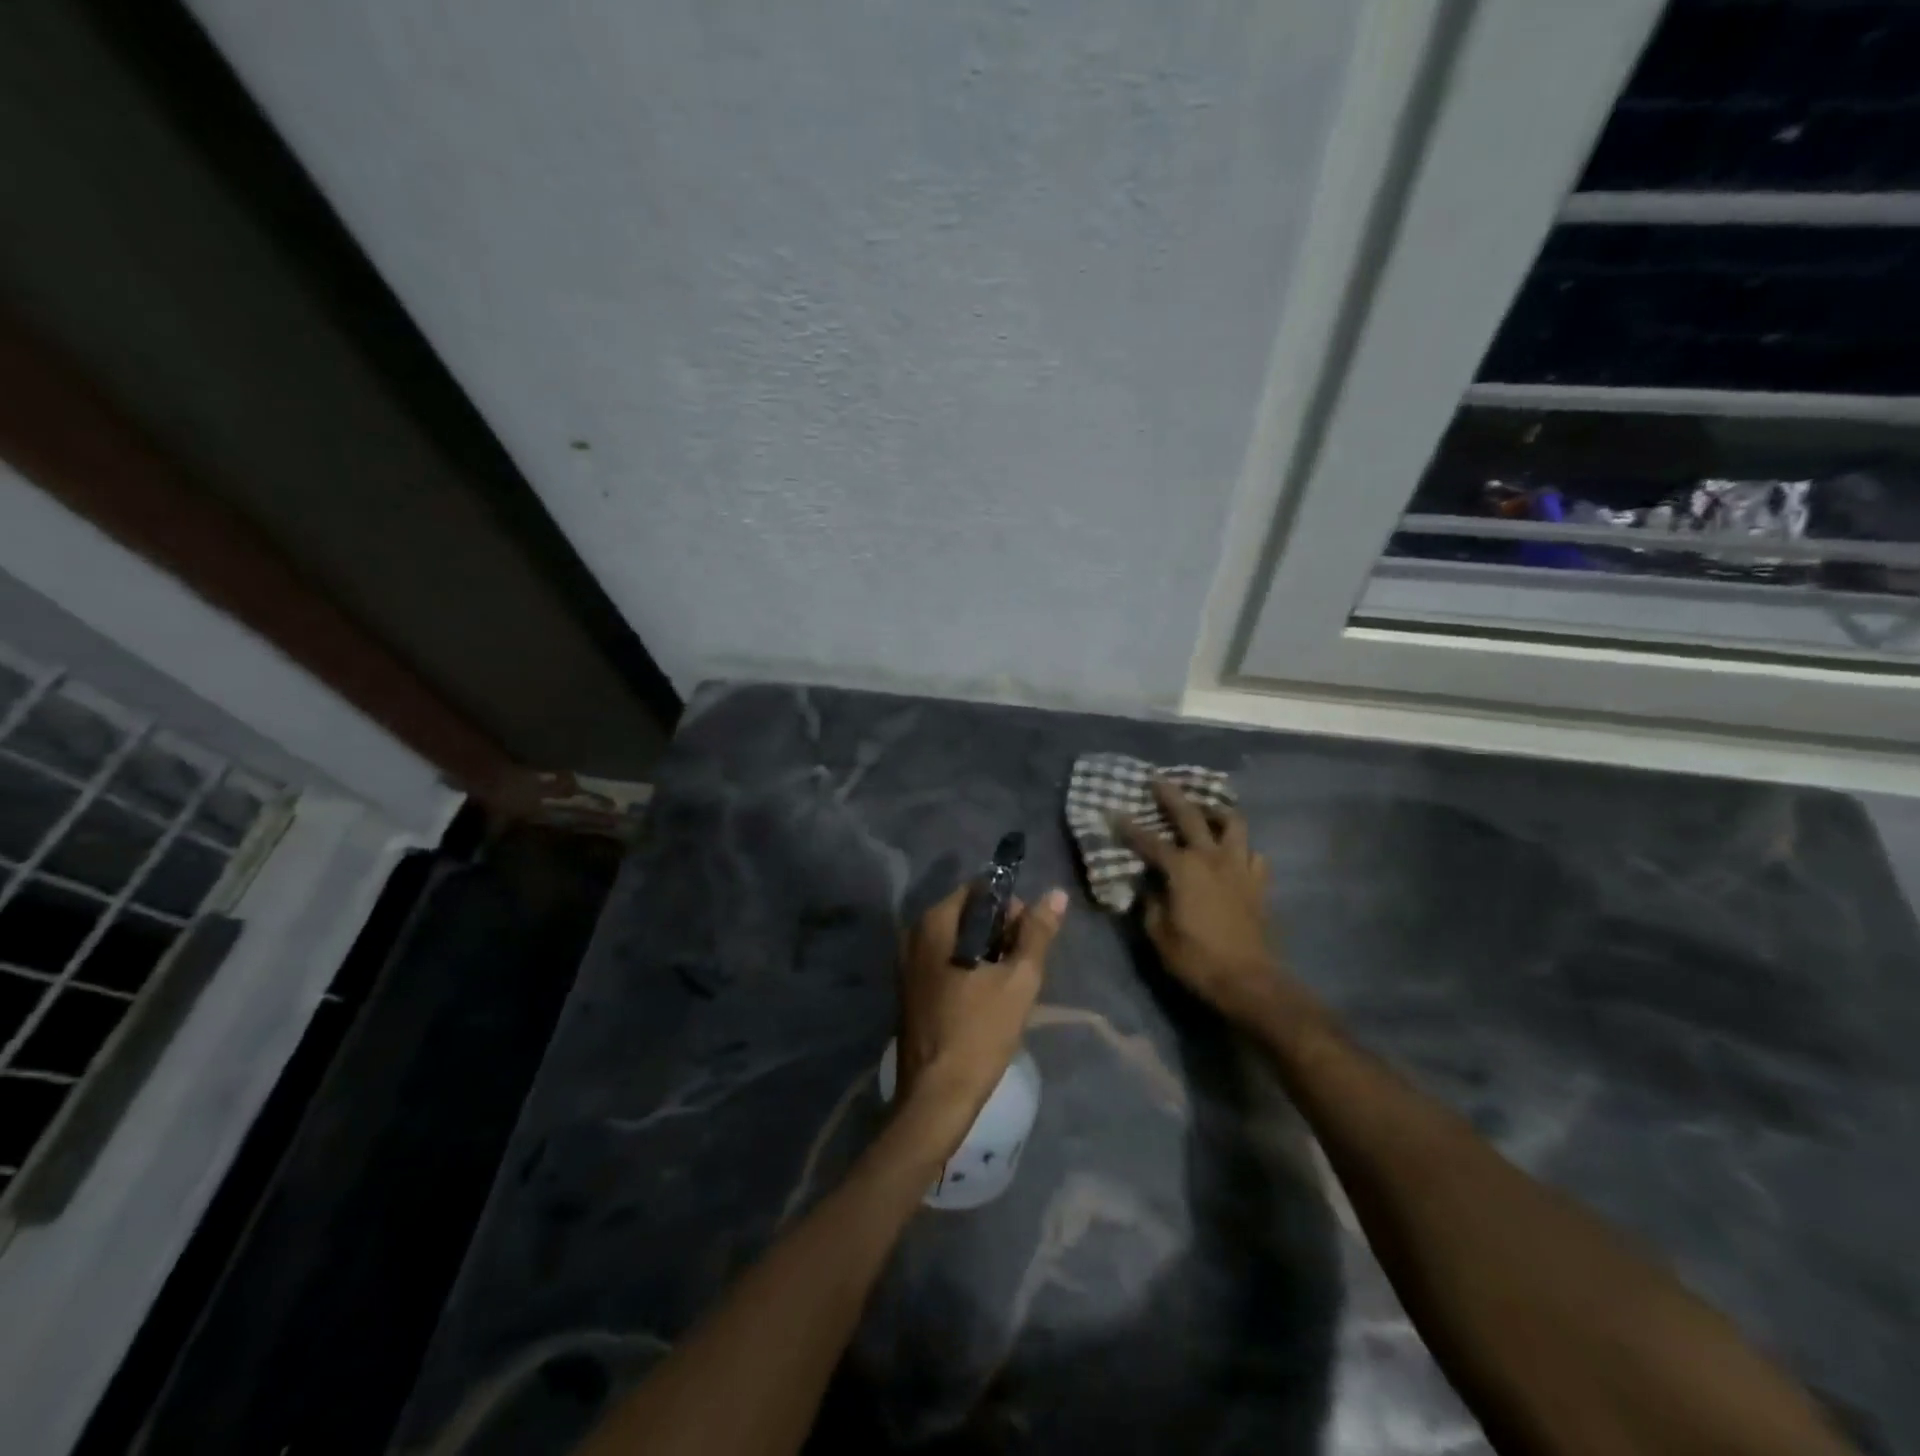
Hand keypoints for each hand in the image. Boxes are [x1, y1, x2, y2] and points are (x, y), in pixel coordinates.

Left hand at [895, 884, 1066, 1154]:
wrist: (935, 1098)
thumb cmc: (979, 1032)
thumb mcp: (1019, 980)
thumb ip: (1037, 933)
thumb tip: (1056, 894)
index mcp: (934, 923)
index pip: (979, 890)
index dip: (1010, 907)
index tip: (1029, 937)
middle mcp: (914, 936)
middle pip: (968, 915)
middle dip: (1001, 934)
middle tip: (1024, 966)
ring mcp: (909, 965)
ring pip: (959, 942)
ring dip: (988, 955)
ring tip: (1010, 986)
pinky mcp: (911, 991)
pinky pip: (946, 964)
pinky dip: (970, 971)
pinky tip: (988, 1000)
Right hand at [1116, 781, 1282, 1026]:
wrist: (1249, 981)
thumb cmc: (1197, 958)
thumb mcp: (1158, 934)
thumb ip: (1150, 903)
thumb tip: (1148, 886)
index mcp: (1183, 868)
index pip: (1149, 841)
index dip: (1128, 827)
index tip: (1113, 812)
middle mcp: (1212, 858)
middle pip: (1191, 816)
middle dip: (1171, 796)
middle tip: (1158, 780)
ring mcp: (1240, 867)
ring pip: (1233, 824)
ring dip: (1217, 812)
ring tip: (1206, 809)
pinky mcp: (1258, 883)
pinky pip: (1253, 854)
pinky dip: (1242, 848)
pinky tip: (1233, 853)